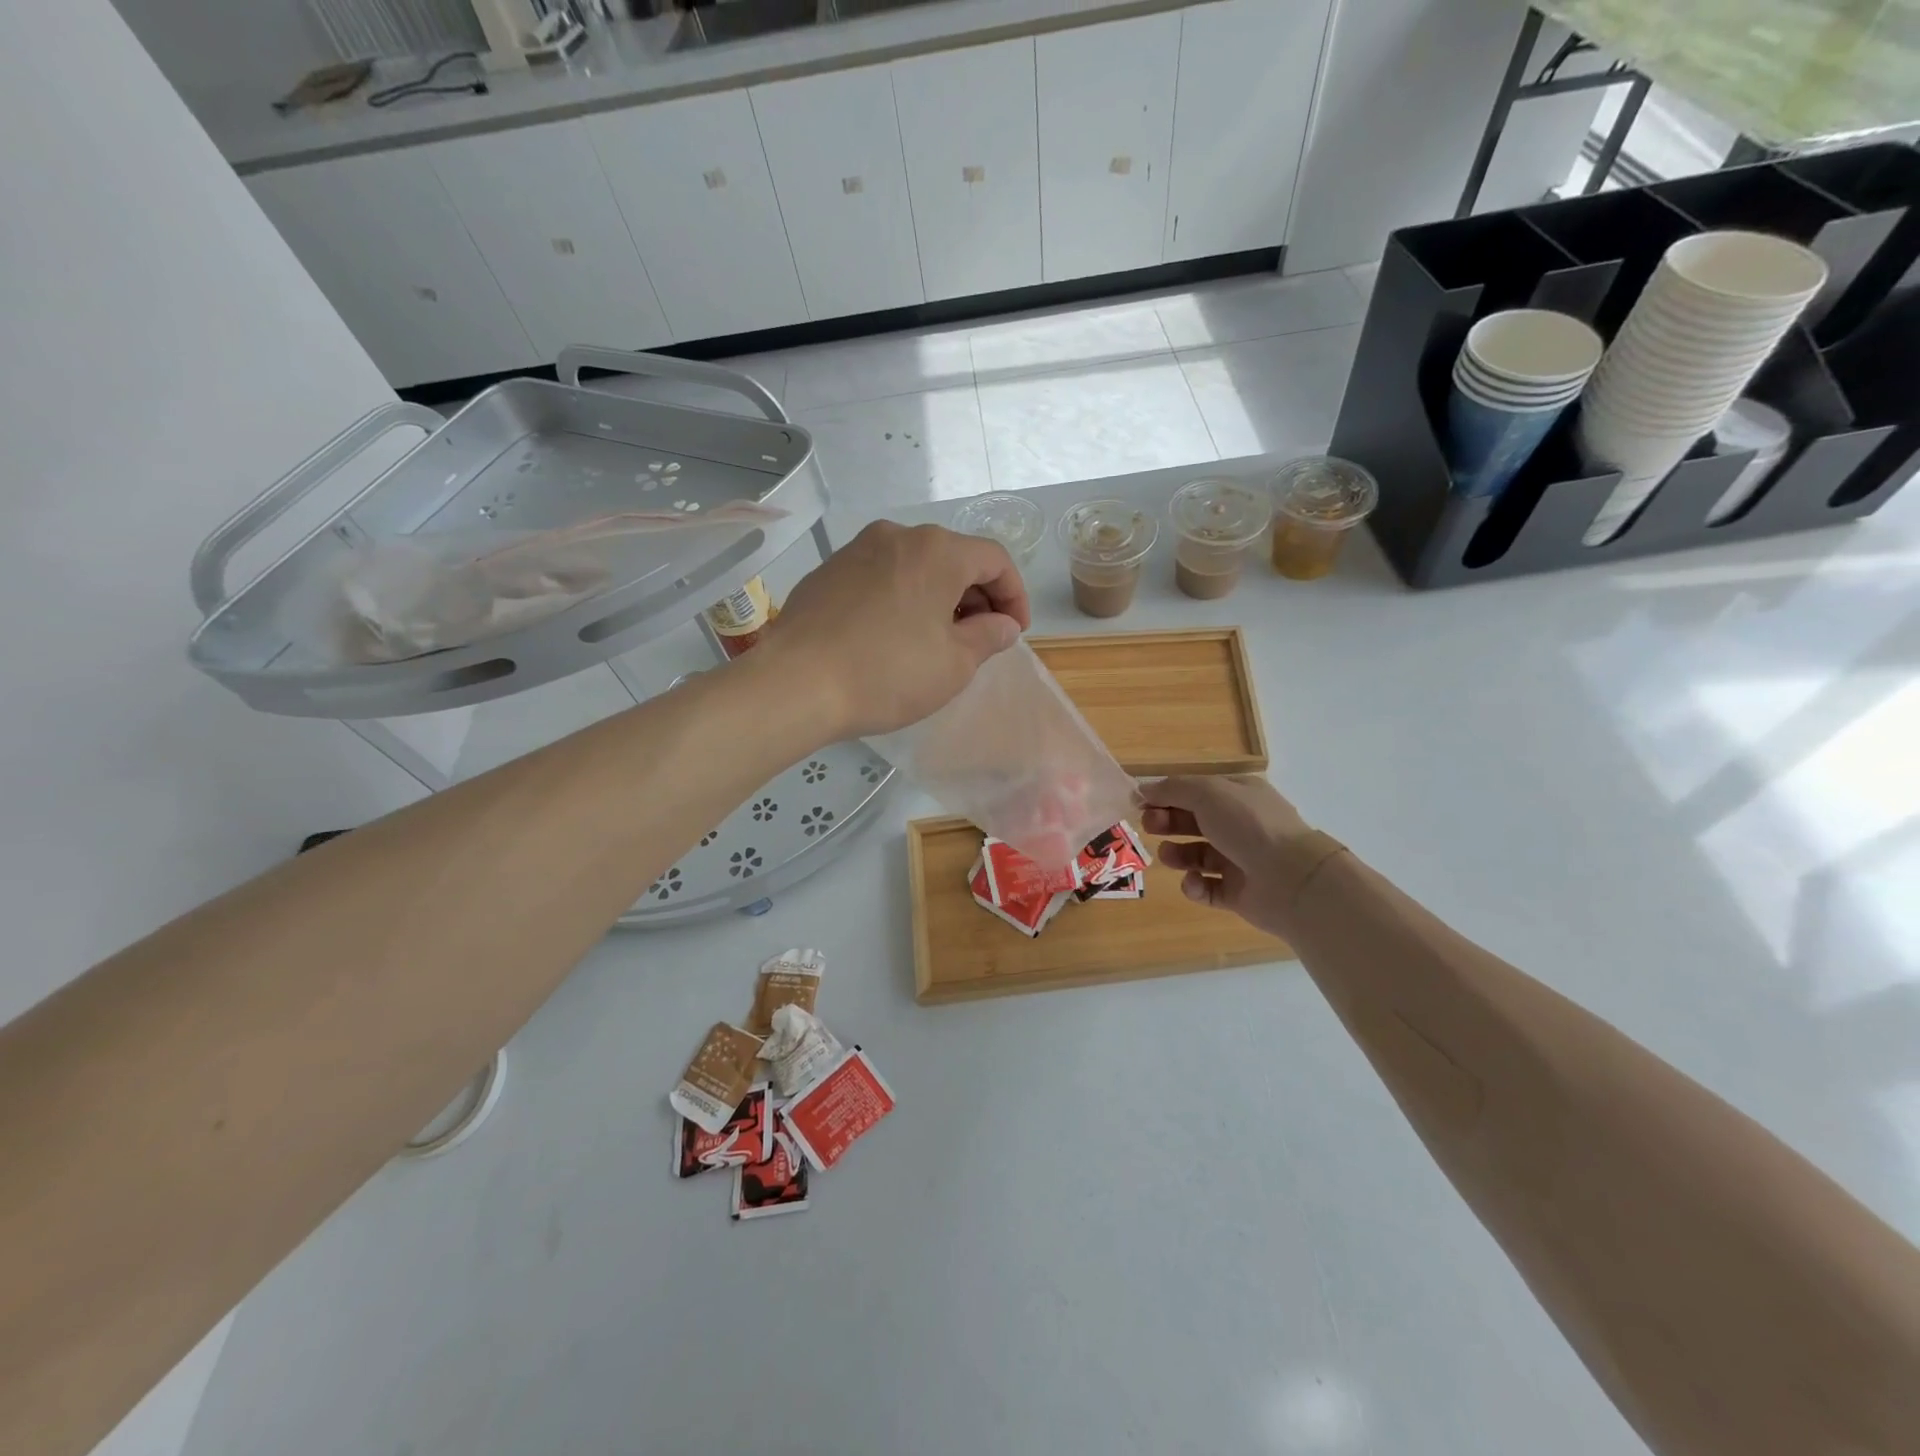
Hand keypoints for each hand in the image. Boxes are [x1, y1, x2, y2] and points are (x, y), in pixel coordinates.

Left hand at [760, 521, 1029, 738]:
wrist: (795, 683)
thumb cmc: (887, 673)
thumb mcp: (954, 664)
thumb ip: (988, 636)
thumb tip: (1002, 624)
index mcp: (937, 549)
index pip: (995, 559)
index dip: (1014, 595)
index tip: (1015, 633)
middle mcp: (897, 535)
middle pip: (954, 557)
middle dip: (976, 596)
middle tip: (980, 639)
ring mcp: (857, 549)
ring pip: (916, 566)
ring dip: (939, 597)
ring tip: (938, 640)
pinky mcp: (829, 571)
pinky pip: (883, 576)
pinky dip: (903, 598)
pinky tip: (895, 636)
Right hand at [1141, 775, 1334, 938]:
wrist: (1293, 880)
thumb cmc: (1248, 826)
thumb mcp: (1207, 793)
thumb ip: (1172, 789)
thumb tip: (1142, 789)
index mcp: (1238, 796)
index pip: (1197, 791)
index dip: (1167, 795)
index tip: (1140, 802)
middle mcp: (1240, 826)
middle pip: (1194, 821)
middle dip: (1168, 821)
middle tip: (1149, 826)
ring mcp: (1240, 861)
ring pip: (1197, 855)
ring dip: (1177, 854)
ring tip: (1169, 856)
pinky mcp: (1238, 893)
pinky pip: (1207, 888)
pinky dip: (1195, 885)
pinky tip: (1194, 882)